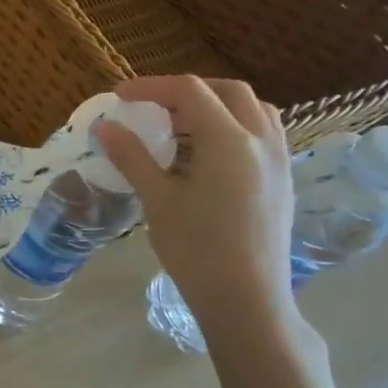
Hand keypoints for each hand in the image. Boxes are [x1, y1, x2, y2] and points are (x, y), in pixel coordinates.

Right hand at [94, 76, 297, 341]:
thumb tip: (105, 127)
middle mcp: (262, 142)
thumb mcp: (157, 200)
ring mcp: (279, 161)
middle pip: (228, 91)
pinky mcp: (283, 181)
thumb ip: (132, 157)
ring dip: (215, 106)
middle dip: (187, 91)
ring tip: (180, 128)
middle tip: (152, 108)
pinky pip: (263, 134)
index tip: (120, 97)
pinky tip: (207, 155)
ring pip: (253, 110)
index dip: (152, 87)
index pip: (190, 92)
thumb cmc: (196, 250)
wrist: (246, 300)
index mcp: (229, 142)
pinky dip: (234, 127)